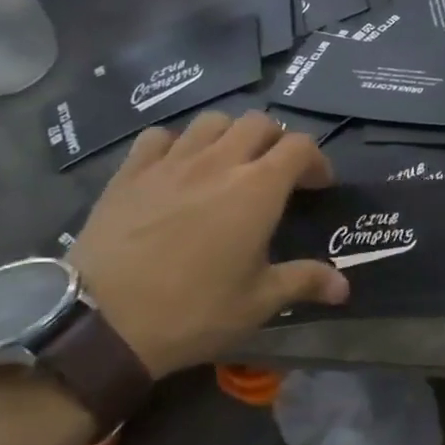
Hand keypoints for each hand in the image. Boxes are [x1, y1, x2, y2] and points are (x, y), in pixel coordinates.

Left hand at [65, 112, 348, 377]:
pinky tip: (177, 169)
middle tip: (277, 174)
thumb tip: (344, 287)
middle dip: (276, 141)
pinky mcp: (129, 173)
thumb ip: (305, 282)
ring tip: (230, 165)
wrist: (99, 323)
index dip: (316, 160)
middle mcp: (218, 162)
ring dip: (230, 136)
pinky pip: (159, 137)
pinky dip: (177, 143)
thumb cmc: (193, 310)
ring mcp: (169, 163)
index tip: (317, 186)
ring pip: (211, 121)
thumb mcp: (258, 302)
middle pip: (258, 122)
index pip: (300, 146)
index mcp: (258, 189)